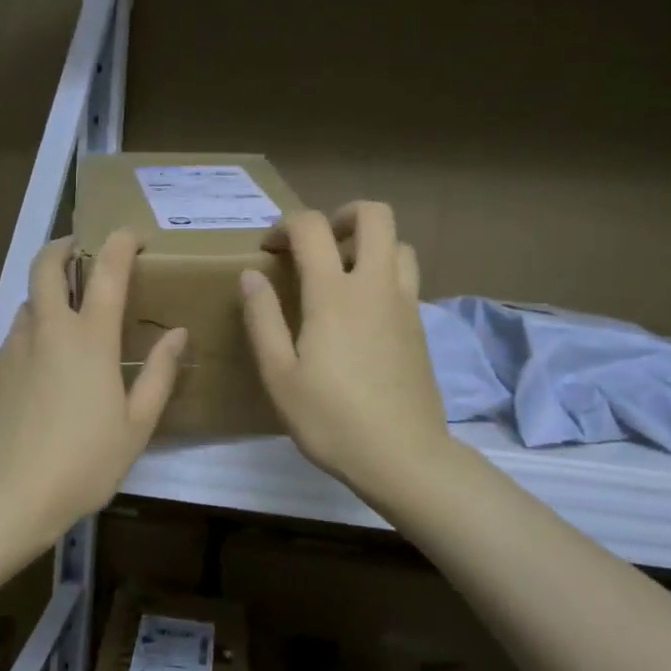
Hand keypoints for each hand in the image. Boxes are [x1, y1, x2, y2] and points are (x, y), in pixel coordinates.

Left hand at [0, 231, 186, 547]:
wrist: (10, 495)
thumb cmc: (85, 462)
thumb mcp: (136, 424)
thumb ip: (159, 373)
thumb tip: (178, 333)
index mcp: (90, 339)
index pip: (106, 271)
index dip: (119, 243)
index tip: (131, 235)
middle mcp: (48, 330)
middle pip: (45, 266)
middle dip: (62, 247)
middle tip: (79, 251)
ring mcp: (14, 347)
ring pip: (29, 302)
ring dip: (48, 296)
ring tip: (66, 320)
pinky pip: (16, 337)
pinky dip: (34, 334)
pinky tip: (44, 368)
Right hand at [240, 202, 449, 507]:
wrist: (403, 456)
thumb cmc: (330, 418)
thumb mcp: (279, 374)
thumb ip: (262, 318)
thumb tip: (250, 275)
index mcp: (333, 294)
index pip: (312, 227)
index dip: (285, 225)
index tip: (268, 249)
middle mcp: (375, 286)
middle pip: (375, 215)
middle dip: (342, 214)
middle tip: (318, 243)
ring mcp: (404, 304)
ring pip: (399, 244)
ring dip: (369, 244)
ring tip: (342, 274)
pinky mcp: (420, 326)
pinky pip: (406, 277)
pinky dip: (383, 274)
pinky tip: (361, 312)